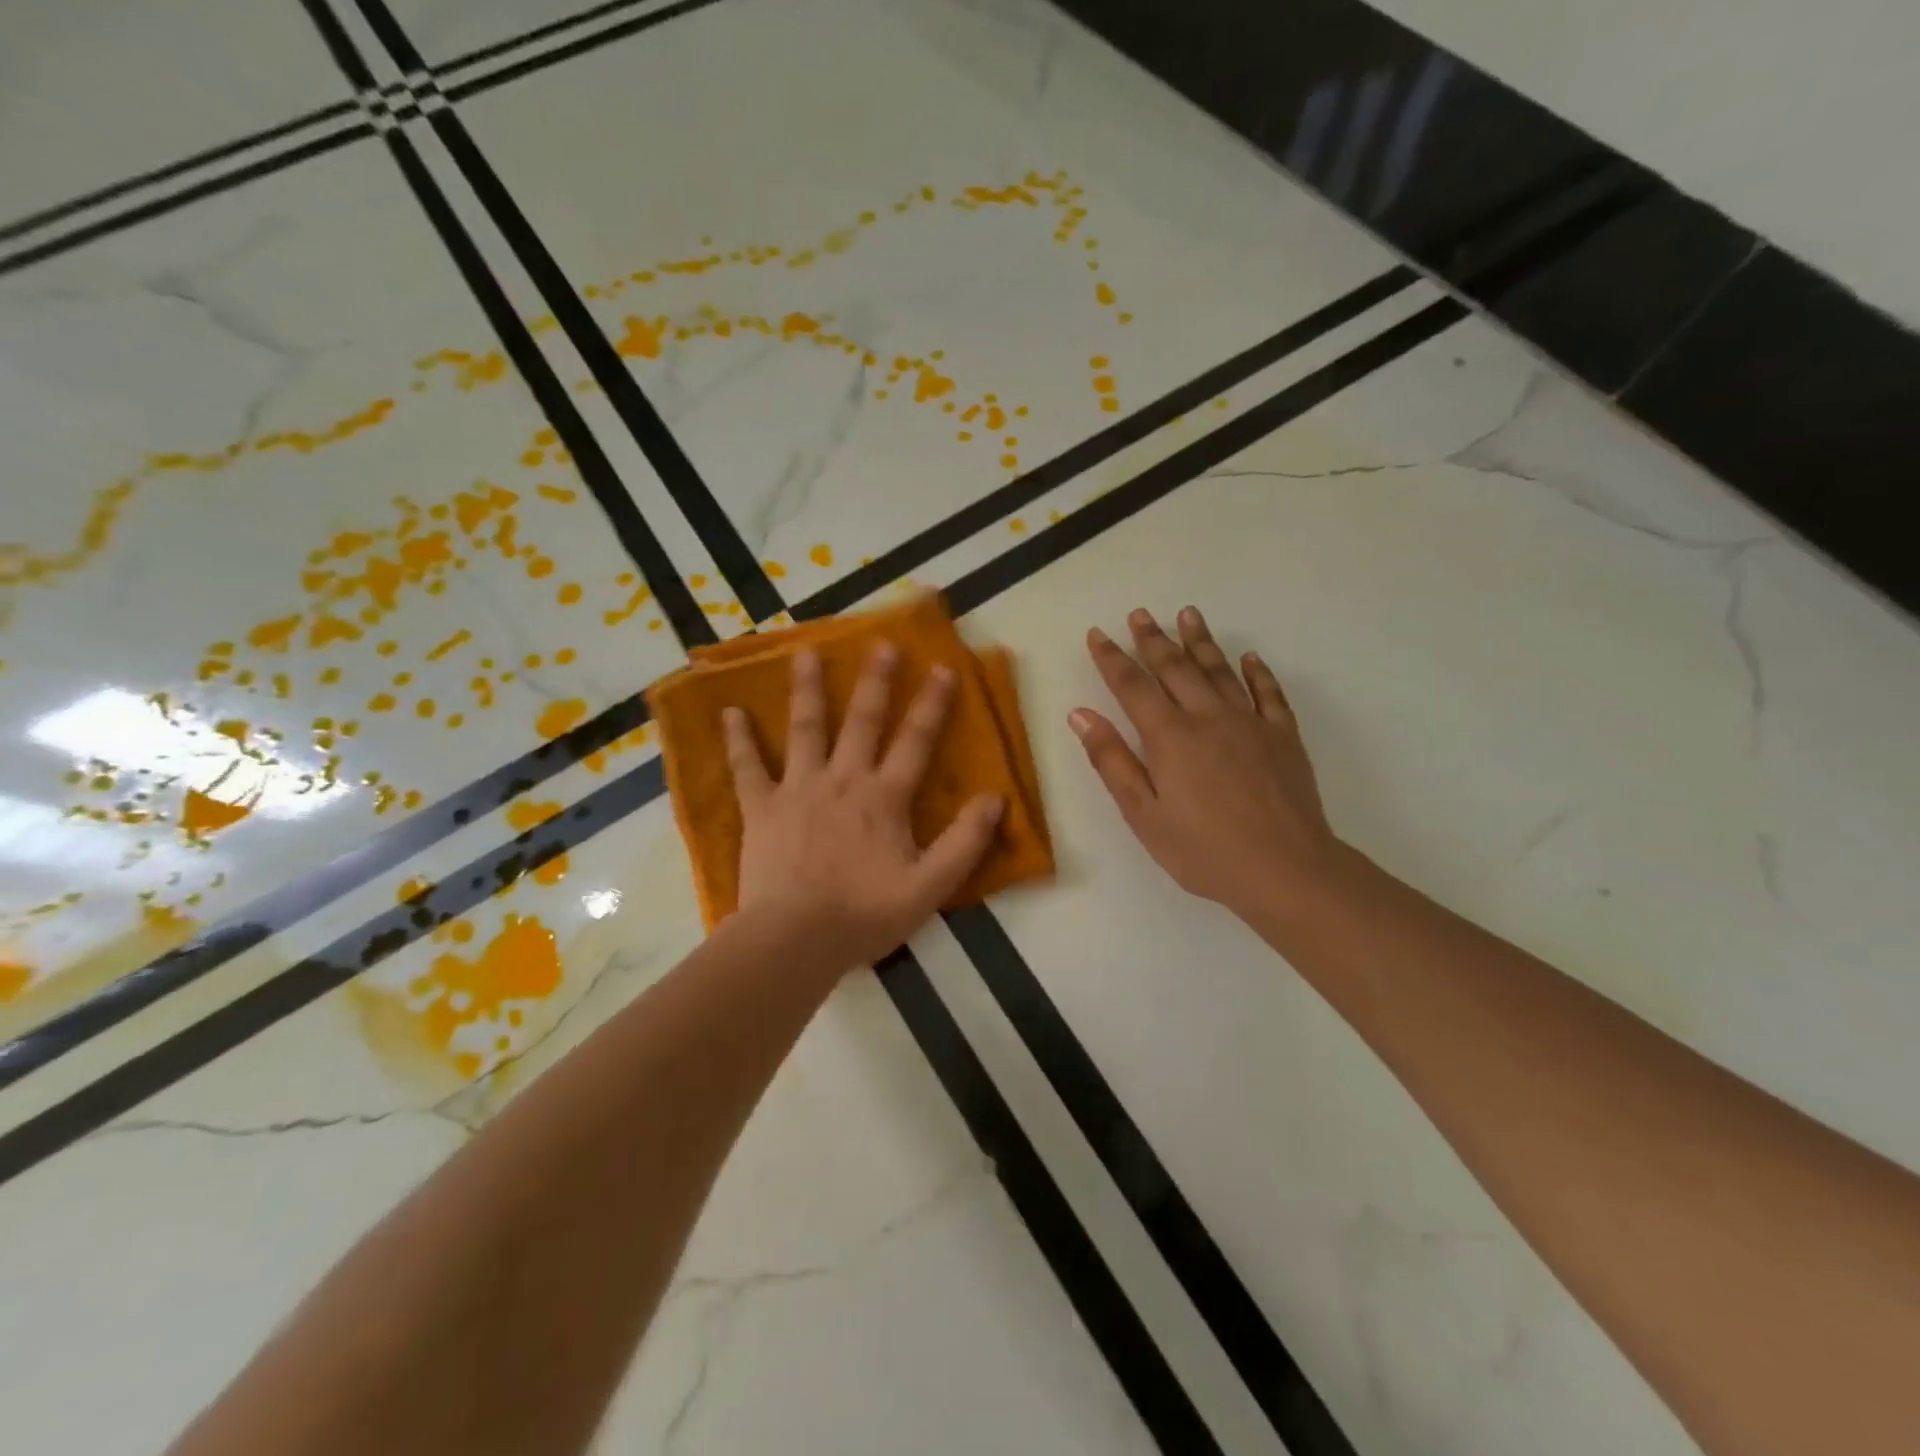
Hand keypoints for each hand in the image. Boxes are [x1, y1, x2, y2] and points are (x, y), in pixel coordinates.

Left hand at [723, 644, 1004, 967]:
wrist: (795, 940)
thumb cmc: (864, 915)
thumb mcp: (930, 887)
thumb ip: (965, 842)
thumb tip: (996, 799)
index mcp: (884, 798)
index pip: (915, 741)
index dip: (932, 705)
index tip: (942, 668)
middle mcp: (843, 780)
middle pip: (862, 721)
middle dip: (875, 681)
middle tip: (881, 643)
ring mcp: (798, 789)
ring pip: (805, 729)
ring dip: (807, 689)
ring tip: (806, 652)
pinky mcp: (761, 808)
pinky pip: (747, 768)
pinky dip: (738, 740)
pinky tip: (729, 713)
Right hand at [1071, 606, 1339, 921]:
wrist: (1285, 869)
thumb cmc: (1203, 850)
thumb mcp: (1143, 814)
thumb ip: (1112, 760)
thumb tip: (1081, 714)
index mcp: (1169, 736)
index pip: (1132, 686)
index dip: (1111, 658)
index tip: (1097, 634)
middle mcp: (1208, 717)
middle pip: (1175, 668)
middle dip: (1153, 639)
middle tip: (1139, 614)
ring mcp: (1250, 722)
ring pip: (1220, 670)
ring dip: (1201, 641)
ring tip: (1188, 614)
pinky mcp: (1283, 736)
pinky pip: (1269, 693)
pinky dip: (1257, 672)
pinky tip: (1250, 658)